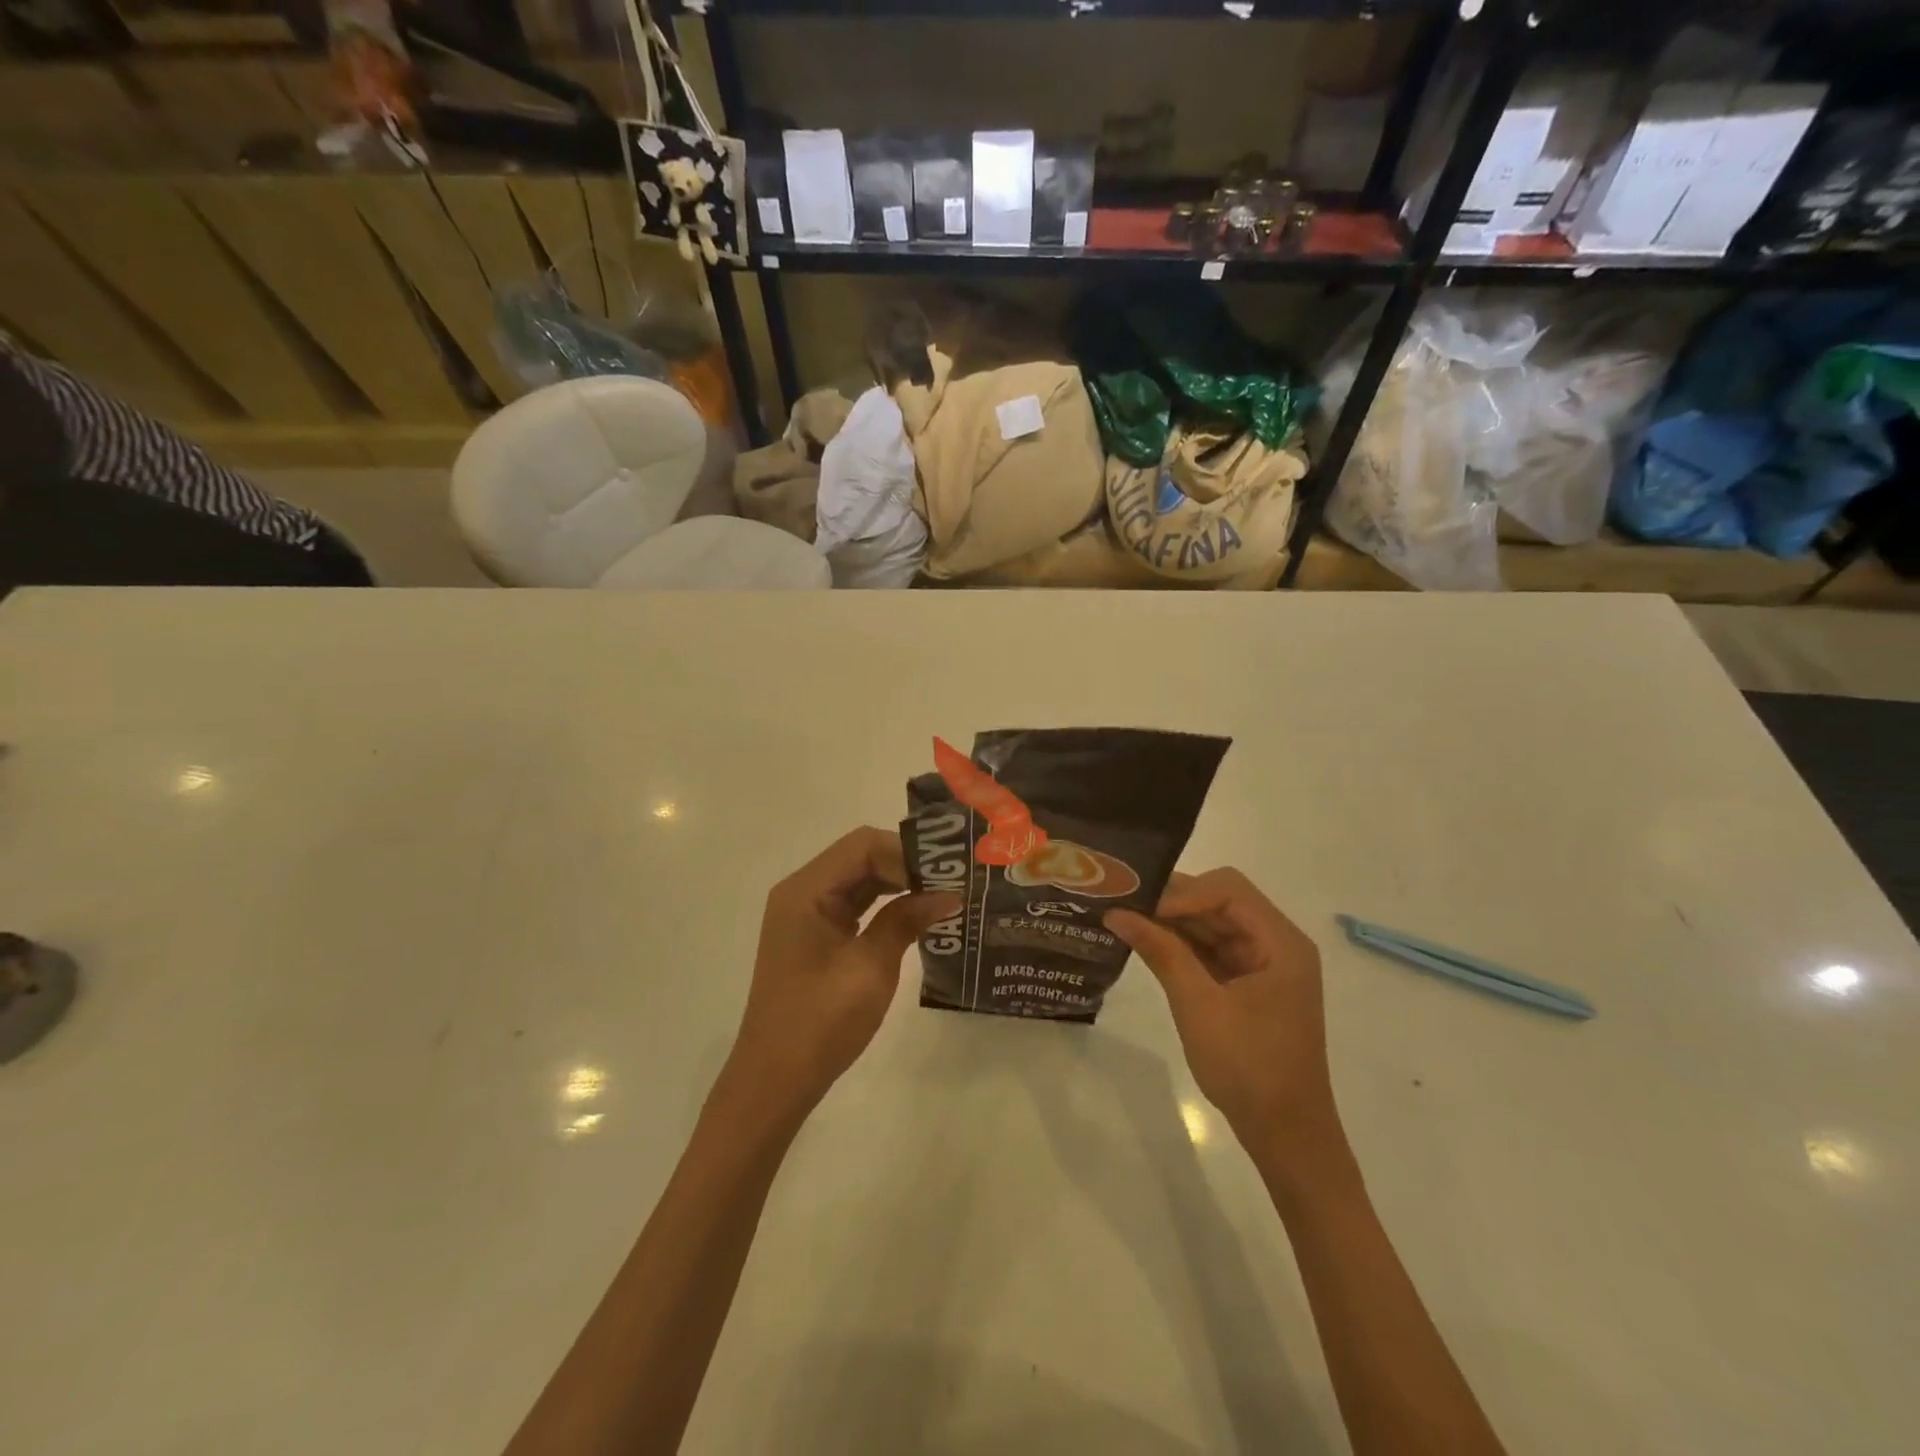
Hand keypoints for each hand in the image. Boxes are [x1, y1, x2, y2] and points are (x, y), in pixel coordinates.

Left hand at [728, 827, 958, 1116]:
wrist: (775, 1081)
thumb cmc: (820, 1022)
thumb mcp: (870, 968)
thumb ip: (906, 921)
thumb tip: (949, 895)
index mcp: (806, 891)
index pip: (863, 845)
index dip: (907, 854)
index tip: (946, 875)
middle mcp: (802, 892)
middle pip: (860, 857)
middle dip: (907, 865)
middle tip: (953, 882)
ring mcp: (807, 914)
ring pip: (860, 880)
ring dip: (899, 884)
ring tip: (944, 895)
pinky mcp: (815, 935)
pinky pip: (854, 905)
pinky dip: (886, 905)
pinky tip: (917, 915)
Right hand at [1107, 869, 1340, 1154]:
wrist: (1286, 1136)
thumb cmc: (1249, 1068)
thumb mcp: (1199, 1006)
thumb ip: (1161, 952)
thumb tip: (1116, 913)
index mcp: (1280, 942)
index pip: (1228, 890)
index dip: (1182, 892)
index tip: (1139, 907)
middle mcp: (1277, 944)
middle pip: (1221, 901)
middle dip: (1173, 903)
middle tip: (1123, 906)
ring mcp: (1263, 965)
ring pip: (1213, 924)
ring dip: (1173, 923)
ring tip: (1125, 921)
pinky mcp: (1249, 985)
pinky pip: (1213, 950)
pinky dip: (1182, 946)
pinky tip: (1147, 945)